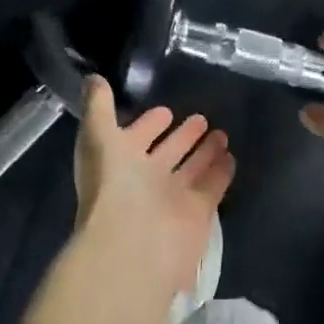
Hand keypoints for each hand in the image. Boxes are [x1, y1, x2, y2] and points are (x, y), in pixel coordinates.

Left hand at [74, 77, 235, 297]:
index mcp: (118, 163)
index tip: (165, 111)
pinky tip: (231, 156)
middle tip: (201, 117)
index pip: (135, 138)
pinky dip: (221, 172)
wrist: (133, 245)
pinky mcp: (198, 214)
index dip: (148, 124)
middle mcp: (145, 181)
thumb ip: (98, 106)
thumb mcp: (97, 136)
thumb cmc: (112, 186)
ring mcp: (172, 199)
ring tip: (222, 132)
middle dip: (182, 136)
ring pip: (192, 169)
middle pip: (167, 153)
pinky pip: (212, 187)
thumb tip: (92, 78)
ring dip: (205, 151)